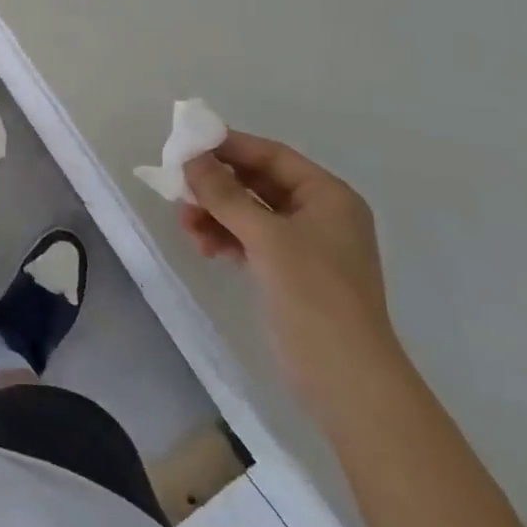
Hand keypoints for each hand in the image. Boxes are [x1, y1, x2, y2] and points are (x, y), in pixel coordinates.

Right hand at [179, 132, 402, 403]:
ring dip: (216, 214)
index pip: (272, 156)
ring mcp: (305, 246)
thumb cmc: (315, 295)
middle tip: (179, 188)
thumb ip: (225, 194)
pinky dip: (226, 238)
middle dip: (217, 186)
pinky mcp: (289, 274)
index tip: (188, 145)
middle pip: (257, 183)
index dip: (229, 147)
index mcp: (327, 195)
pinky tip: (204, 247)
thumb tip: (191, 158)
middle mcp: (318, 214)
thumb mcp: (266, 237)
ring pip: (249, 213)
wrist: (347, 382)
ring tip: (186, 226)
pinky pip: (250, 240)